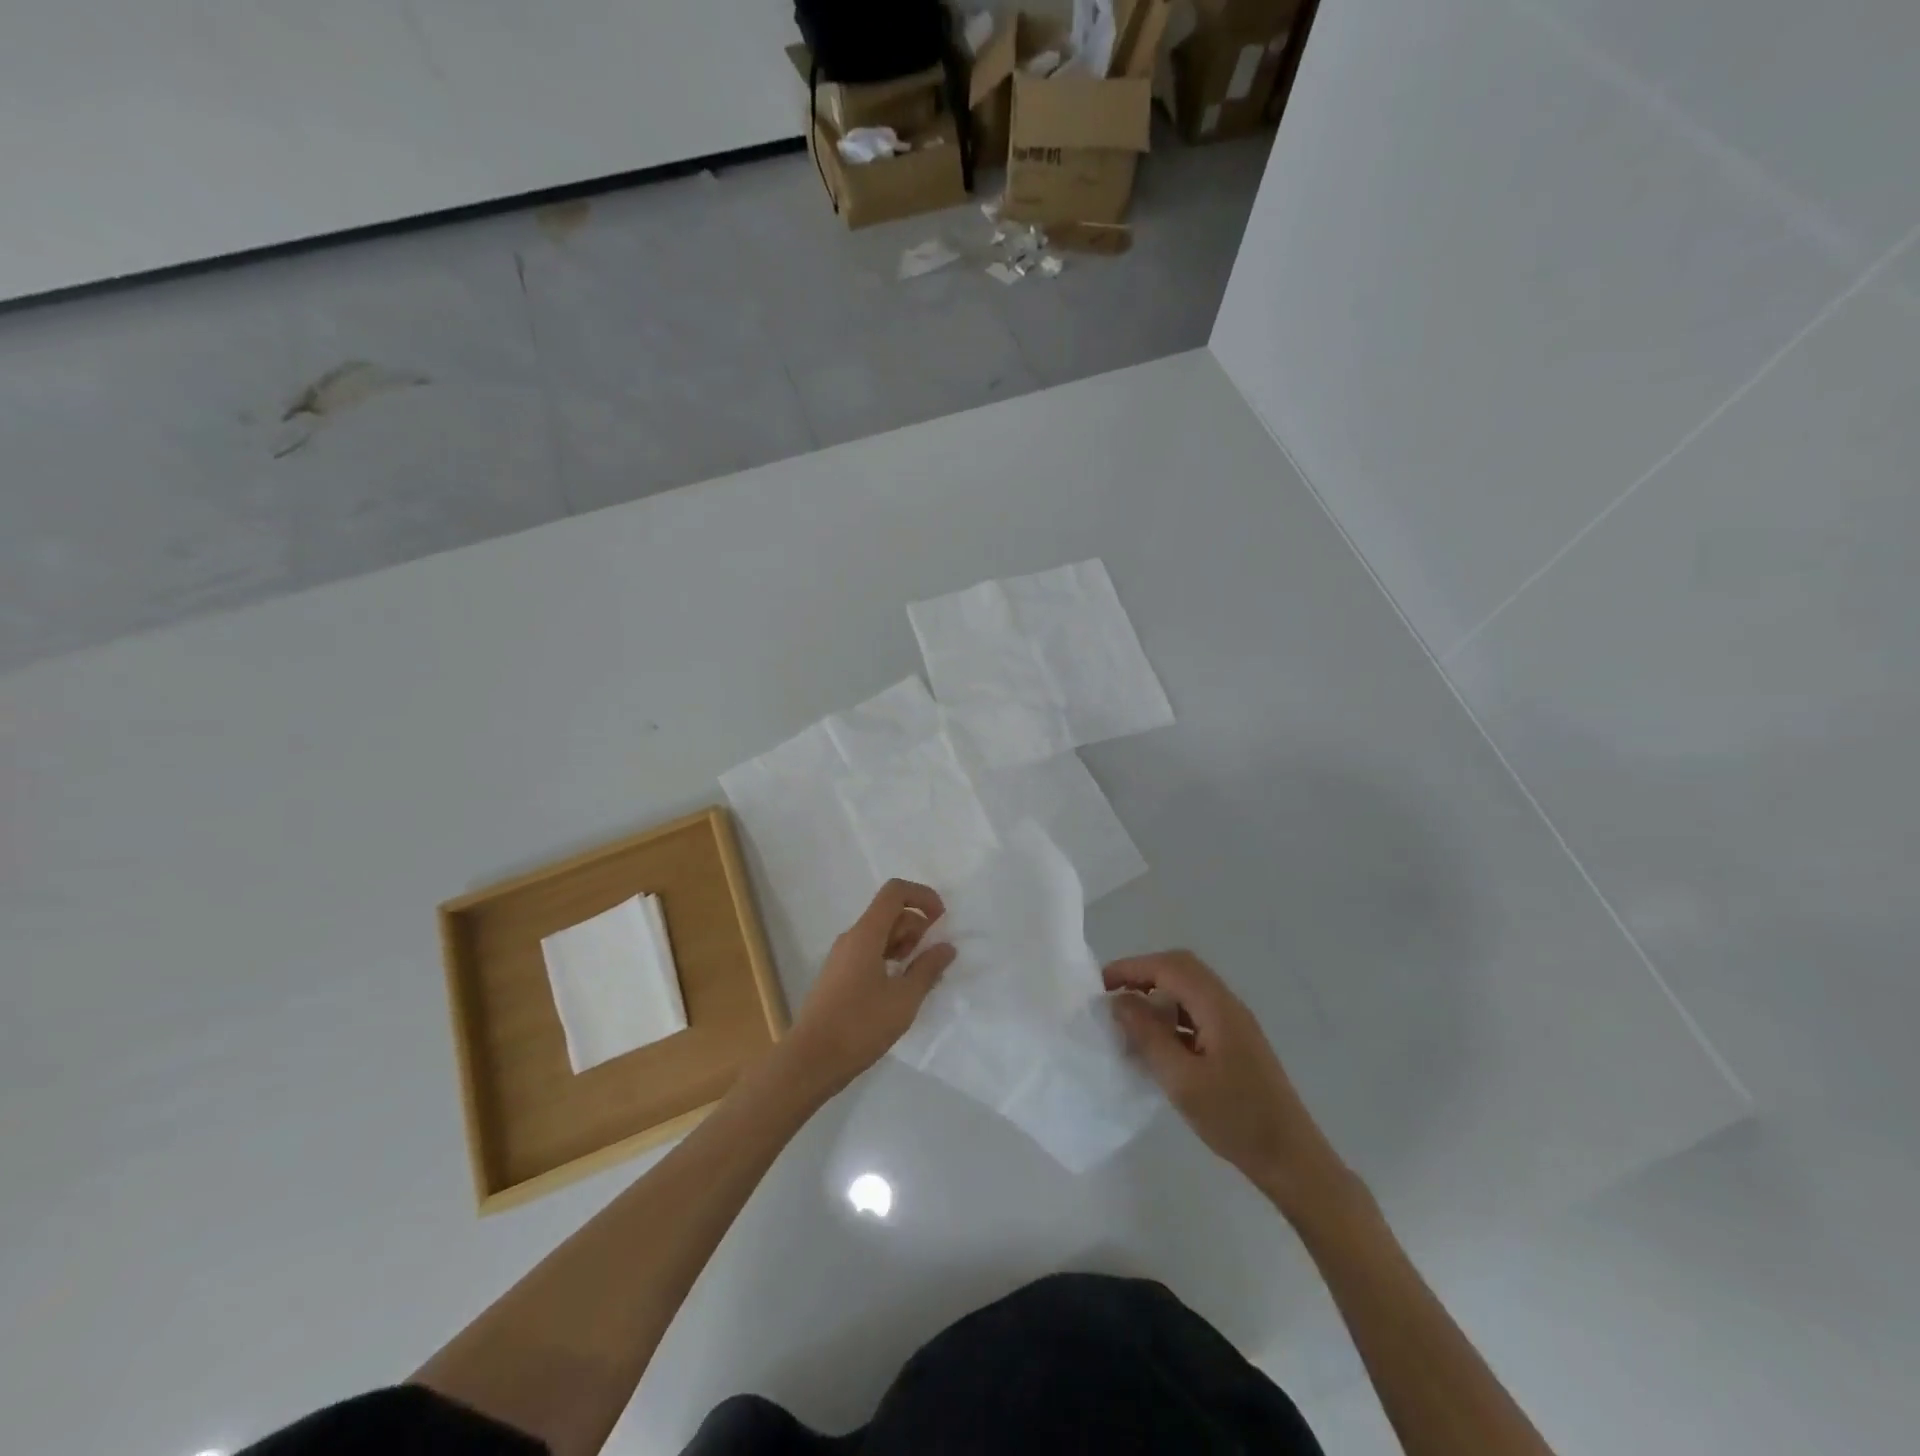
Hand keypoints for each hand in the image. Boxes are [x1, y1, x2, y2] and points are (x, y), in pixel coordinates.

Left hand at [782, 880, 955, 1093]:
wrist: (810, 1060)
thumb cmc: (860, 1026)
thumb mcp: (904, 999)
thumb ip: (928, 969)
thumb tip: (946, 947)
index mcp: (866, 934)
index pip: (895, 892)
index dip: (922, 896)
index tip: (941, 920)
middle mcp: (851, 938)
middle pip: (889, 913)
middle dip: (917, 926)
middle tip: (932, 959)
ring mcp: (842, 957)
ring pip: (879, 934)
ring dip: (904, 944)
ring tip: (919, 977)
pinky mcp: (838, 976)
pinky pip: (869, 952)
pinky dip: (890, 959)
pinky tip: (900, 989)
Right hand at [1106, 951, 1351, 1213]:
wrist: (1292, 1160)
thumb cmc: (1235, 1120)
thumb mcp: (1181, 1080)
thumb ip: (1149, 1035)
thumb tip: (1121, 1001)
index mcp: (1218, 1007)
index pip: (1169, 966)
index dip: (1132, 968)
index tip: (1101, 985)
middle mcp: (1228, 1005)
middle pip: (1181, 969)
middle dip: (1143, 975)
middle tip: (1113, 997)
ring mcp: (1235, 1024)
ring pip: (1189, 991)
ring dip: (1158, 996)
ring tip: (1129, 1021)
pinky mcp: (1237, 1043)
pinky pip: (1198, 1012)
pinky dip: (1172, 1016)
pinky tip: (1156, 1044)